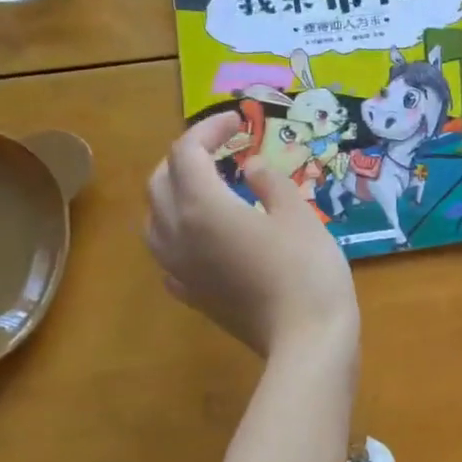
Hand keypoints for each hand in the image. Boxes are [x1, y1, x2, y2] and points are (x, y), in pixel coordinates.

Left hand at [145, 113, 359, 357]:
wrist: (306, 338)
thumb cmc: (307, 269)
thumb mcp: (299, 214)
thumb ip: (271, 182)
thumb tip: (252, 168)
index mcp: (201, 205)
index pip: (187, 152)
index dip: (209, 130)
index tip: (239, 122)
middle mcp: (176, 232)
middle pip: (161, 180)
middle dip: (186, 157)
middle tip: (221, 149)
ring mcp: (178, 267)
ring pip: (154, 217)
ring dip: (173, 192)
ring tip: (205, 187)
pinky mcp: (190, 294)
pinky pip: (167, 253)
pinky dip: (178, 232)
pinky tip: (201, 237)